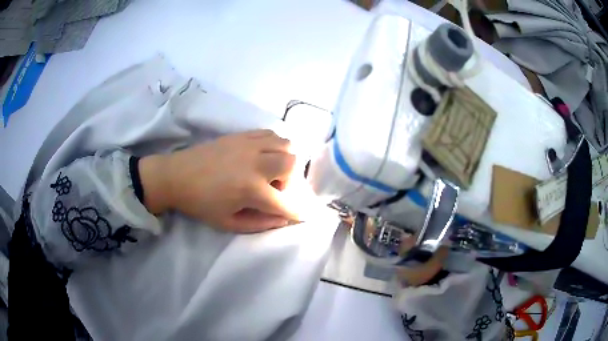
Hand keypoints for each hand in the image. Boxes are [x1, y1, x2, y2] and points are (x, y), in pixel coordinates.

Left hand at [139, 130, 301, 232]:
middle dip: (290, 180)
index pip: (285, 202)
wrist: (176, 176)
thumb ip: (260, 223)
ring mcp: (249, 145)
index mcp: (251, 189)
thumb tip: (283, 219)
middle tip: (275, 188)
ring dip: (285, 159)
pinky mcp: (241, 135)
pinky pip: (269, 133)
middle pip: (292, 163)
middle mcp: (255, 163)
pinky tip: (262, 155)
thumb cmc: (201, 204)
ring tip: (270, 170)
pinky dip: (274, 144)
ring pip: (285, 143)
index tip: (299, 215)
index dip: (296, 212)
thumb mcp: (228, 223)